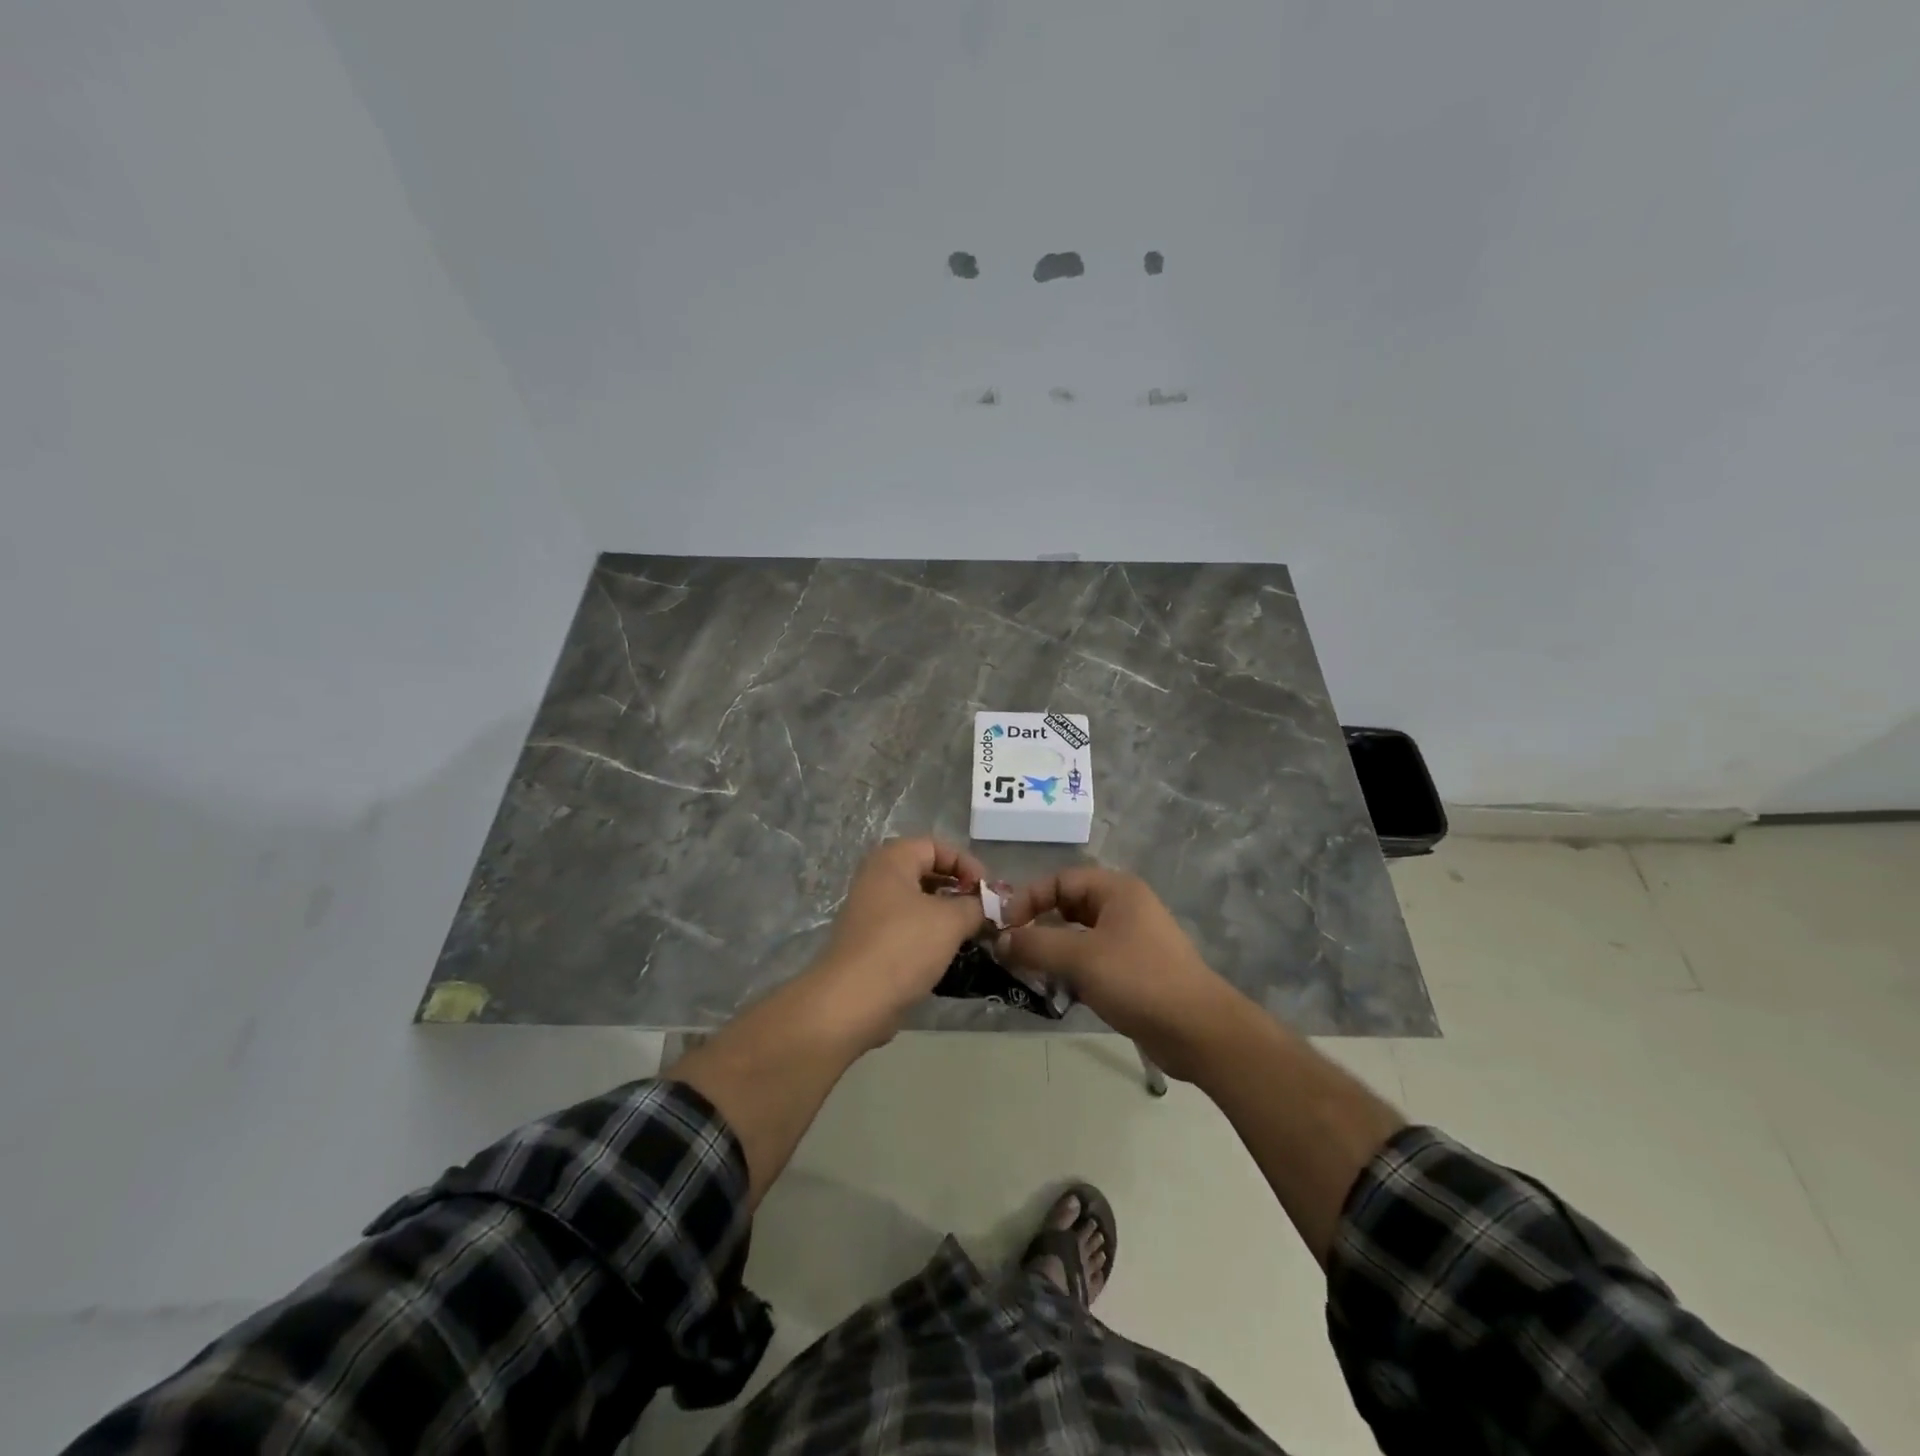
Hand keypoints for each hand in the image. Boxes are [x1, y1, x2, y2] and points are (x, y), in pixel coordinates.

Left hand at [813, 837, 989, 1045]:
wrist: (852, 1002)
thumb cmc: (903, 947)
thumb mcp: (950, 921)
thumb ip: (975, 906)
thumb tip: (987, 905)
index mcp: (891, 861)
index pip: (936, 846)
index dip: (966, 863)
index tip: (988, 891)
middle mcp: (876, 879)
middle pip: (926, 872)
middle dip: (959, 890)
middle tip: (984, 912)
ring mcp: (870, 913)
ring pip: (918, 903)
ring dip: (947, 915)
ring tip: (972, 934)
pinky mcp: (870, 943)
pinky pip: (907, 929)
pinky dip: (930, 936)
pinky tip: (949, 955)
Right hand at [997, 866, 1242, 1080]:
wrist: (1198, 1030)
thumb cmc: (1138, 980)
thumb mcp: (1080, 958)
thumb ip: (1034, 944)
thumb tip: (998, 940)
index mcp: (1116, 890)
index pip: (1059, 880)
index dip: (1028, 899)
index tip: (1003, 928)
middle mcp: (1124, 907)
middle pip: (1067, 905)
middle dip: (1037, 926)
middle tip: (1010, 951)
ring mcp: (1130, 939)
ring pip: (1078, 935)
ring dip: (1051, 951)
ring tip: (1028, 972)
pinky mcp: (1133, 969)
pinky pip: (1091, 959)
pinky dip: (1070, 969)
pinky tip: (1056, 990)